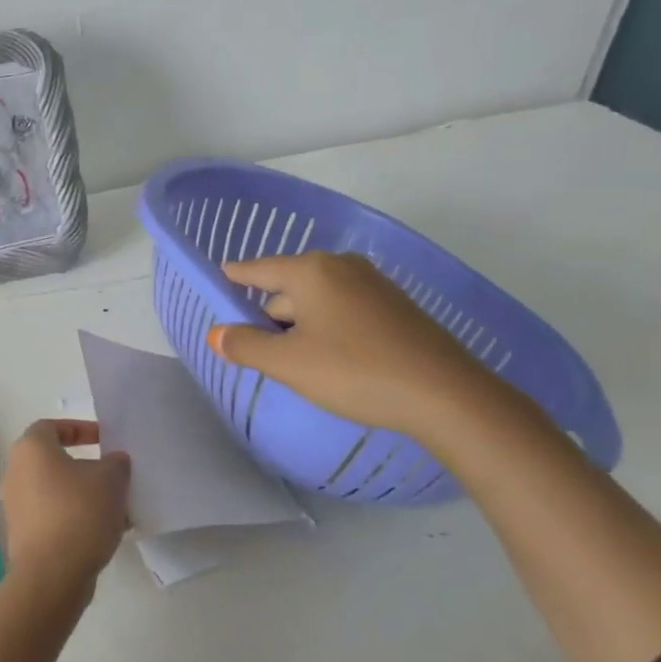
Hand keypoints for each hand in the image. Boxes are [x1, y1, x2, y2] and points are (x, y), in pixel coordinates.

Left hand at [0, 420, 129, 603]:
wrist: (51, 575)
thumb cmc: (79, 513)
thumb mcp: (111, 479)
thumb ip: (115, 462)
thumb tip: (113, 461)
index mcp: (31, 449)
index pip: (51, 426)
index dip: (79, 429)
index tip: (104, 440)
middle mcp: (15, 473)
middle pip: (53, 460)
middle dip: (85, 466)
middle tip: (112, 474)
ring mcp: (15, 506)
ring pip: (54, 491)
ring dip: (82, 495)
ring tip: (114, 507)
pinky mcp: (21, 535)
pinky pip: (51, 516)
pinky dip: (73, 518)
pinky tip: (102, 532)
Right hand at [208, 252, 495, 438]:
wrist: (444, 394)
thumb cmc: (354, 372)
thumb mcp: (289, 364)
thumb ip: (246, 346)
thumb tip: (216, 334)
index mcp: (311, 271)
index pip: (258, 269)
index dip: (235, 277)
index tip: (218, 278)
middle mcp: (341, 267)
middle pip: (288, 287)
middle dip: (269, 314)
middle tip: (256, 349)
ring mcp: (373, 285)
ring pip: (317, 300)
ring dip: (299, 325)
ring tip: (293, 361)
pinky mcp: (394, 307)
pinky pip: (343, 310)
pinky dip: (327, 327)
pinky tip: (330, 359)